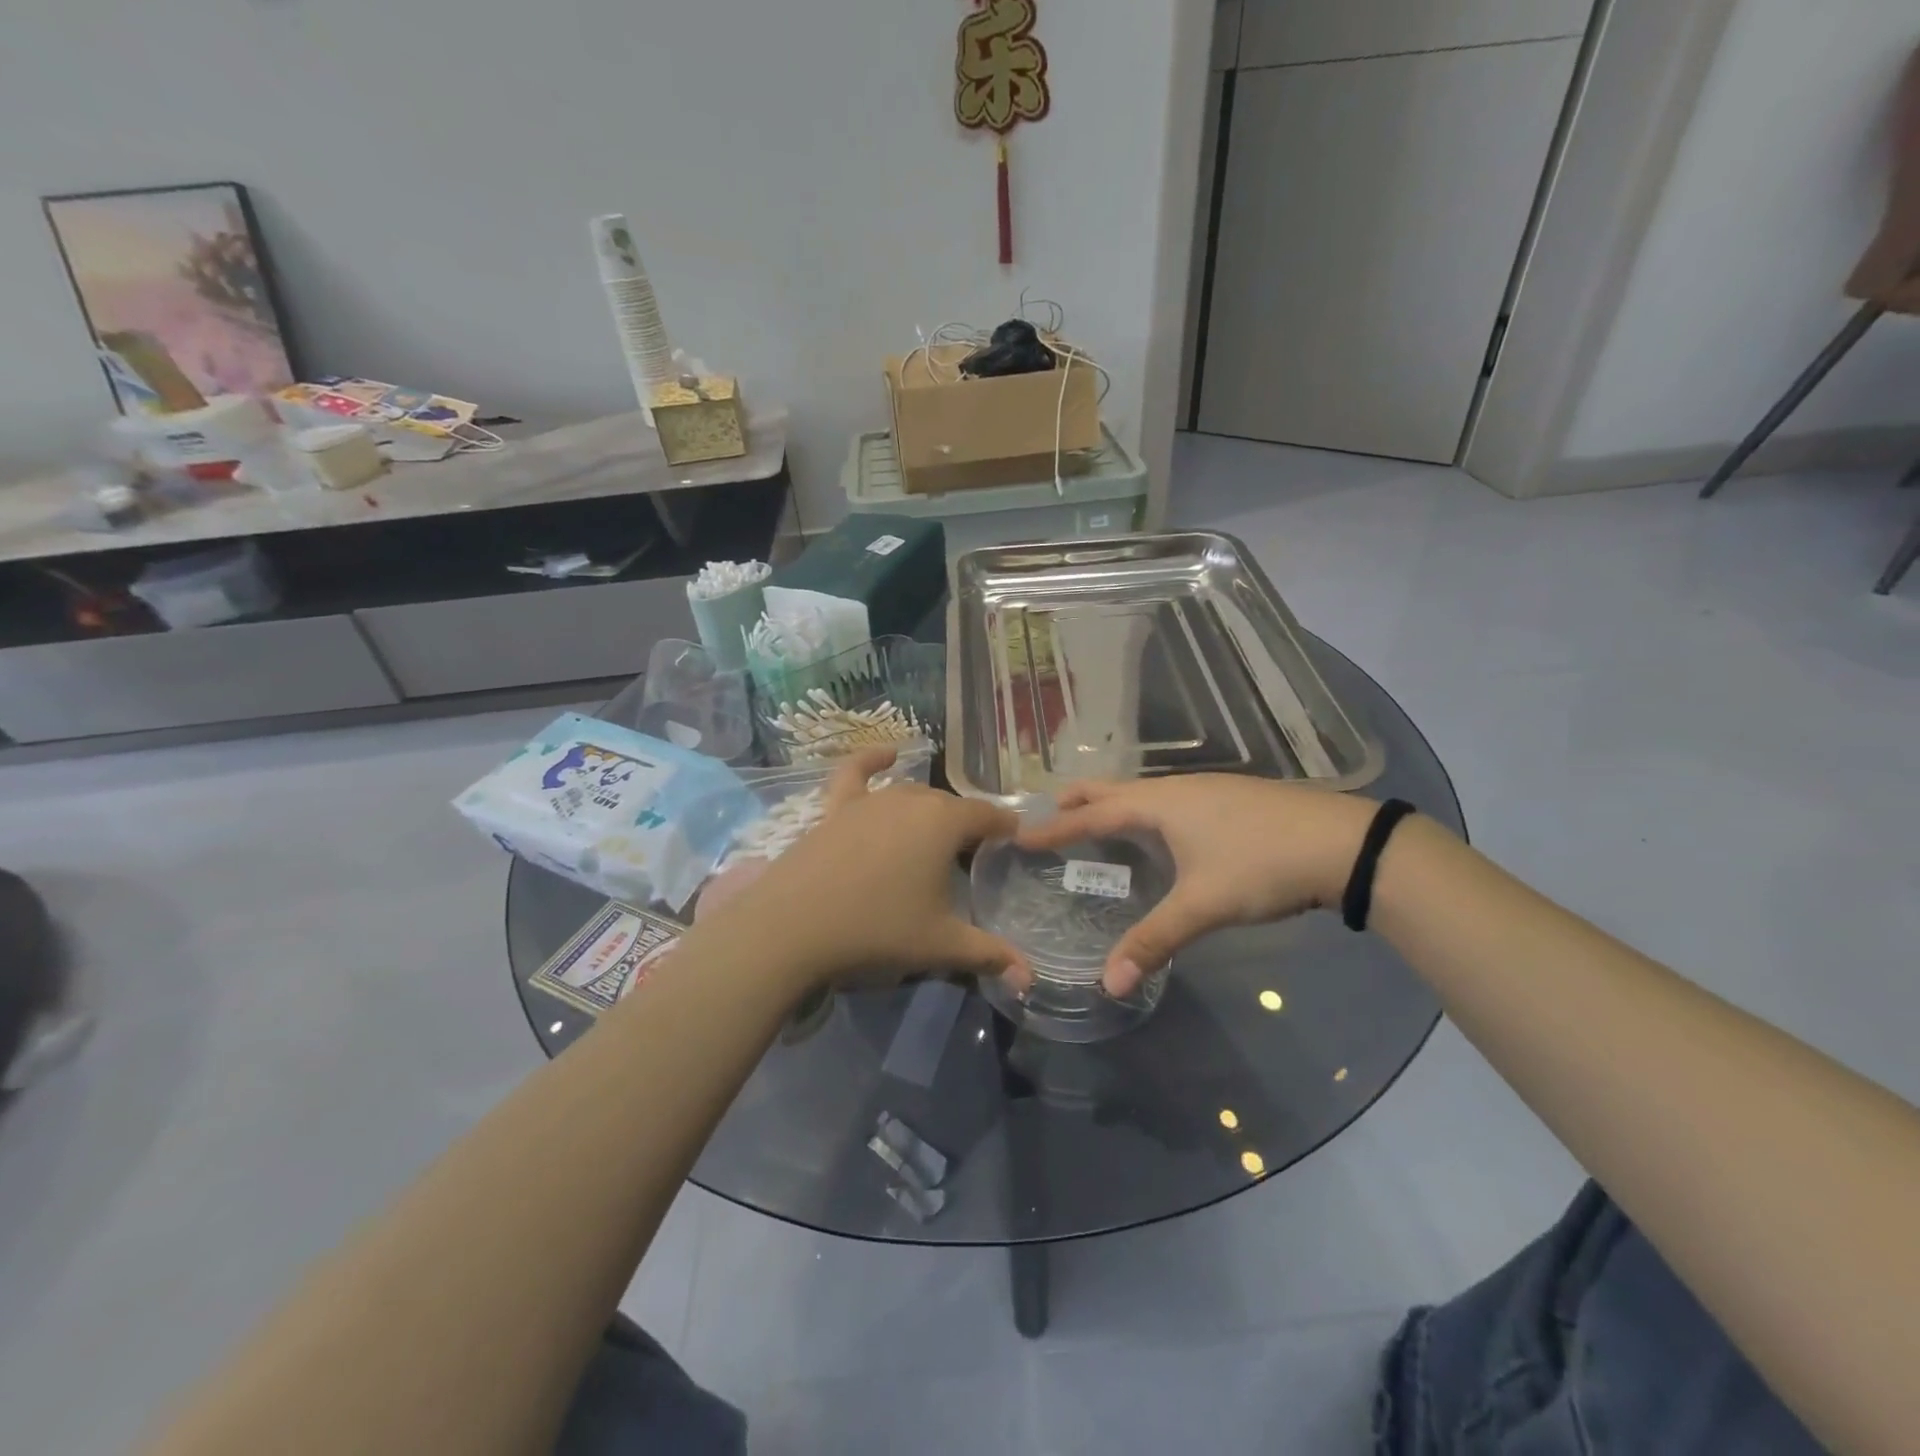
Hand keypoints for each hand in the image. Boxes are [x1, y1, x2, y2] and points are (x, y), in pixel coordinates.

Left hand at [727, 747, 1031, 990]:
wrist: (792, 927)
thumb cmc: (877, 930)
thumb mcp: (940, 945)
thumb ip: (989, 955)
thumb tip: (1029, 979)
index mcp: (944, 822)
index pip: (988, 816)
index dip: (1005, 829)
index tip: (1014, 845)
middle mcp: (911, 799)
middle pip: (950, 807)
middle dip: (966, 827)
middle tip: (971, 861)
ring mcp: (870, 799)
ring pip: (912, 795)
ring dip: (929, 812)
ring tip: (935, 839)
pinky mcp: (836, 806)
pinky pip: (856, 772)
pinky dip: (873, 759)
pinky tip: (887, 754)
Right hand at [1018, 776, 1376, 995]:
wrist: (1343, 843)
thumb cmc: (1262, 865)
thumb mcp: (1204, 905)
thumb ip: (1154, 940)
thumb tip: (1110, 984)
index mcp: (1159, 805)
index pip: (1091, 814)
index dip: (1055, 826)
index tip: (1020, 834)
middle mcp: (1176, 789)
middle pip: (1112, 789)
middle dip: (1078, 801)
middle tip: (1048, 816)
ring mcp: (1206, 790)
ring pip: (1143, 792)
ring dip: (1111, 804)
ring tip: (1094, 823)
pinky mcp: (1229, 798)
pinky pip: (1167, 799)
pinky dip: (1142, 810)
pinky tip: (1157, 831)